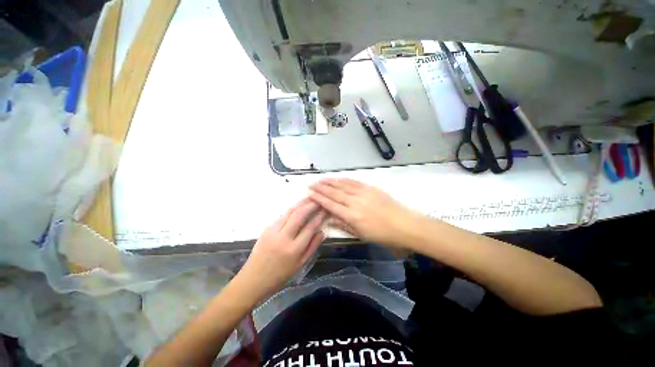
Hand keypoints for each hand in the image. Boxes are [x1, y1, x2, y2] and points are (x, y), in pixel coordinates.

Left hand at [236, 199, 325, 303]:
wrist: (253, 279)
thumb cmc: (280, 276)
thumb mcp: (300, 265)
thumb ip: (312, 247)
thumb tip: (322, 232)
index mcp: (294, 249)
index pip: (310, 227)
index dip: (319, 217)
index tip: (325, 209)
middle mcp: (283, 237)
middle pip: (299, 215)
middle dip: (310, 205)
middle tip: (319, 199)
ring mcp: (273, 231)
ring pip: (289, 212)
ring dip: (301, 203)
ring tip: (310, 198)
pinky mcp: (266, 228)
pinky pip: (282, 216)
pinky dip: (292, 209)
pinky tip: (298, 206)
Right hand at [309, 179, 420, 247]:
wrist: (405, 225)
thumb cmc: (383, 235)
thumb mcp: (361, 234)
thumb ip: (344, 225)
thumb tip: (330, 219)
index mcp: (352, 216)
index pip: (331, 205)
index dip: (319, 199)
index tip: (310, 194)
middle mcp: (355, 202)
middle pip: (334, 193)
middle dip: (321, 188)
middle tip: (311, 184)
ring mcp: (363, 193)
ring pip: (343, 185)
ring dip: (330, 182)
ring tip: (321, 179)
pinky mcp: (371, 188)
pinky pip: (354, 182)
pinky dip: (344, 179)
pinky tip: (338, 178)